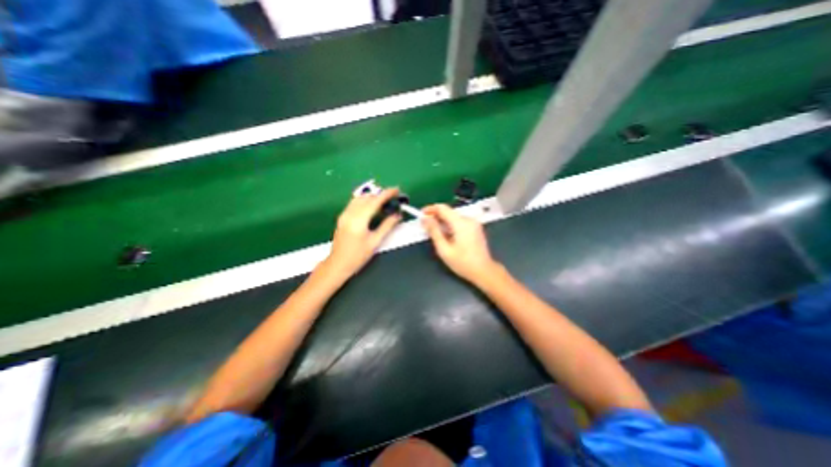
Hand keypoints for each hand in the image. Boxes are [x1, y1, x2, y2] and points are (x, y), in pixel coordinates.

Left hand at [325, 189, 402, 279]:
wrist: (338, 264)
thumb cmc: (358, 256)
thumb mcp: (375, 242)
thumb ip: (387, 226)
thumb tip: (398, 215)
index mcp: (359, 220)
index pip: (375, 201)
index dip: (387, 194)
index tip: (397, 190)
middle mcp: (350, 214)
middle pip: (367, 197)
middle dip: (381, 194)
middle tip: (393, 198)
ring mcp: (344, 214)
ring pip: (360, 198)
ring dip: (373, 197)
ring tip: (384, 201)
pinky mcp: (342, 217)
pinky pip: (355, 203)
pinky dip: (365, 201)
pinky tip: (372, 207)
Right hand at [423, 204, 498, 283]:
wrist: (484, 271)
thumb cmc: (463, 263)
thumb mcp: (444, 249)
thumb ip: (434, 232)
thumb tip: (425, 219)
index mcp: (461, 223)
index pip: (443, 208)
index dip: (430, 209)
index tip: (421, 214)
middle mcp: (468, 219)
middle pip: (449, 212)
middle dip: (436, 216)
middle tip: (426, 225)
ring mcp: (474, 223)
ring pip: (453, 217)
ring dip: (443, 221)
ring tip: (434, 232)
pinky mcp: (475, 228)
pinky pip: (460, 221)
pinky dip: (450, 225)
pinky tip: (446, 235)